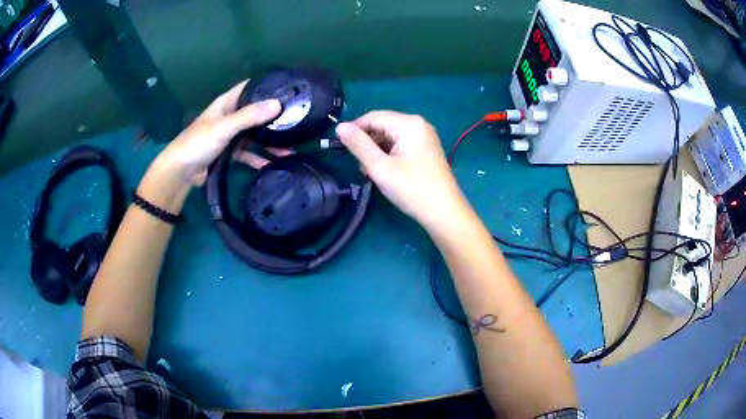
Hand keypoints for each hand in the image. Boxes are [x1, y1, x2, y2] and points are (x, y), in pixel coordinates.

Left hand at [150, 80, 281, 185]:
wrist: (181, 172)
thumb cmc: (198, 143)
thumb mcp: (224, 127)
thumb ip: (249, 116)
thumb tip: (278, 104)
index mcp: (226, 103)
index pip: (249, 88)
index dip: (267, 85)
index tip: (289, 88)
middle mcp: (230, 116)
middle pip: (255, 112)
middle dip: (273, 116)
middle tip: (297, 118)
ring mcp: (230, 135)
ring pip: (254, 135)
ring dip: (270, 141)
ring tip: (291, 147)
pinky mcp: (229, 153)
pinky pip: (249, 153)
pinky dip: (260, 158)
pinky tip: (274, 163)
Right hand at [336, 111, 467, 228]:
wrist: (444, 214)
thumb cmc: (413, 190)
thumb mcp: (380, 167)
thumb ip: (358, 145)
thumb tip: (339, 127)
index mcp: (409, 124)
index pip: (373, 117)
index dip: (354, 129)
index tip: (337, 146)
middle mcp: (418, 125)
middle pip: (382, 126)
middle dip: (366, 144)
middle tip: (358, 166)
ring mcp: (423, 138)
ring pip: (388, 138)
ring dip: (375, 152)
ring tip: (370, 173)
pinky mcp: (424, 151)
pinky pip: (398, 146)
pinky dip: (386, 157)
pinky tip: (382, 172)